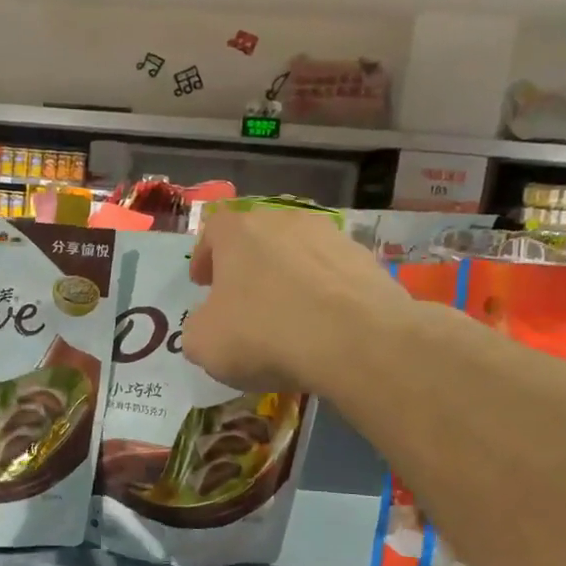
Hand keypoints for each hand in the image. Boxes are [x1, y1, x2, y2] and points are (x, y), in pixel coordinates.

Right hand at [182, 205, 407, 393]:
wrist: (357, 342)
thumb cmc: (264, 334)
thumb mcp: (203, 343)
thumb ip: (198, 326)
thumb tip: (210, 323)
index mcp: (238, 232)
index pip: (213, 231)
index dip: (204, 257)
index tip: (203, 284)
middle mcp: (285, 221)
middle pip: (258, 238)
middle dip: (248, 266)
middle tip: (243, 299)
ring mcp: (331, 237)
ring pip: (299, 254)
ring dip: (288, 278)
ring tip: (287, 316)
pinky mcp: (368, 262)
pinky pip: (333, 276)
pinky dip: (323, 295)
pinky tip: (322, 327)